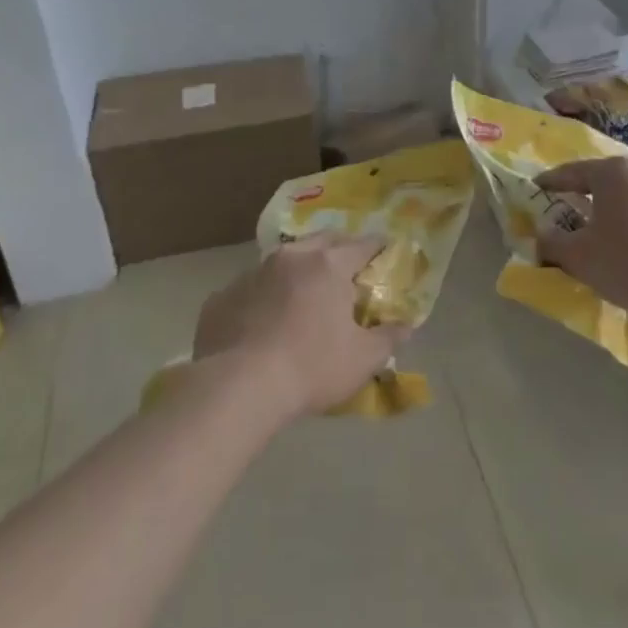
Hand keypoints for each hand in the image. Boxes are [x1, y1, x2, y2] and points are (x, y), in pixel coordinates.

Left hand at [193, 235, 410, 422]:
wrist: (237, 387)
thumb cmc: (311, 368)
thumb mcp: (363, 359)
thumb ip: (388, 338)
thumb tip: (406, 326)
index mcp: (328, 266)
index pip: (362, 245)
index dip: (376, 247)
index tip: (384, 251)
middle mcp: (291, 258)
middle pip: (321, 240)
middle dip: (337, 248)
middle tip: (346, 267)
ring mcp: (251, 274)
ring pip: (282, 261)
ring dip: (296, 270)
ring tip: (301, 294)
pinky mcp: (221, 297)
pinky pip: (249, 289)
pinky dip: (261, 297)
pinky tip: (261, 322)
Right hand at [535, 159, 627, 324]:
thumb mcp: (580, 258)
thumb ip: (553, 242)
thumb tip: (541, 233)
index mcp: (613, 172)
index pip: (573, 172)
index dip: (552, 182)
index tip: (538, 187)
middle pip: (606, 179)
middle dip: (587, 194)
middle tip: (571, 209)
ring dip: (617, 208)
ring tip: (606, 229)